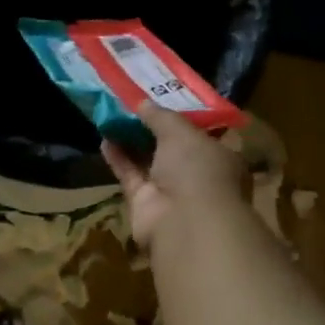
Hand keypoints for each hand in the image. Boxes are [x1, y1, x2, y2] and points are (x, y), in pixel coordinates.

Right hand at [102, 102, 246, 250]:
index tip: (162, 102)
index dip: (182, 119)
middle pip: (172, 149)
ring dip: (131, 142)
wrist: (185, 223)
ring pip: (149, 163)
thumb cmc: (197, 169)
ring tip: (112, 118)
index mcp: (220, 158)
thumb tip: (142, 102)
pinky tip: (104, 139)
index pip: (202, 136)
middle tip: (132, 107)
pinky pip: (131, 176)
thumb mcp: (180, 131)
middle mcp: (198, 176)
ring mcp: (172, 193)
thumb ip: (160, 116)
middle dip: (152, 130)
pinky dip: (118, 159)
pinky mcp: (146, 205)